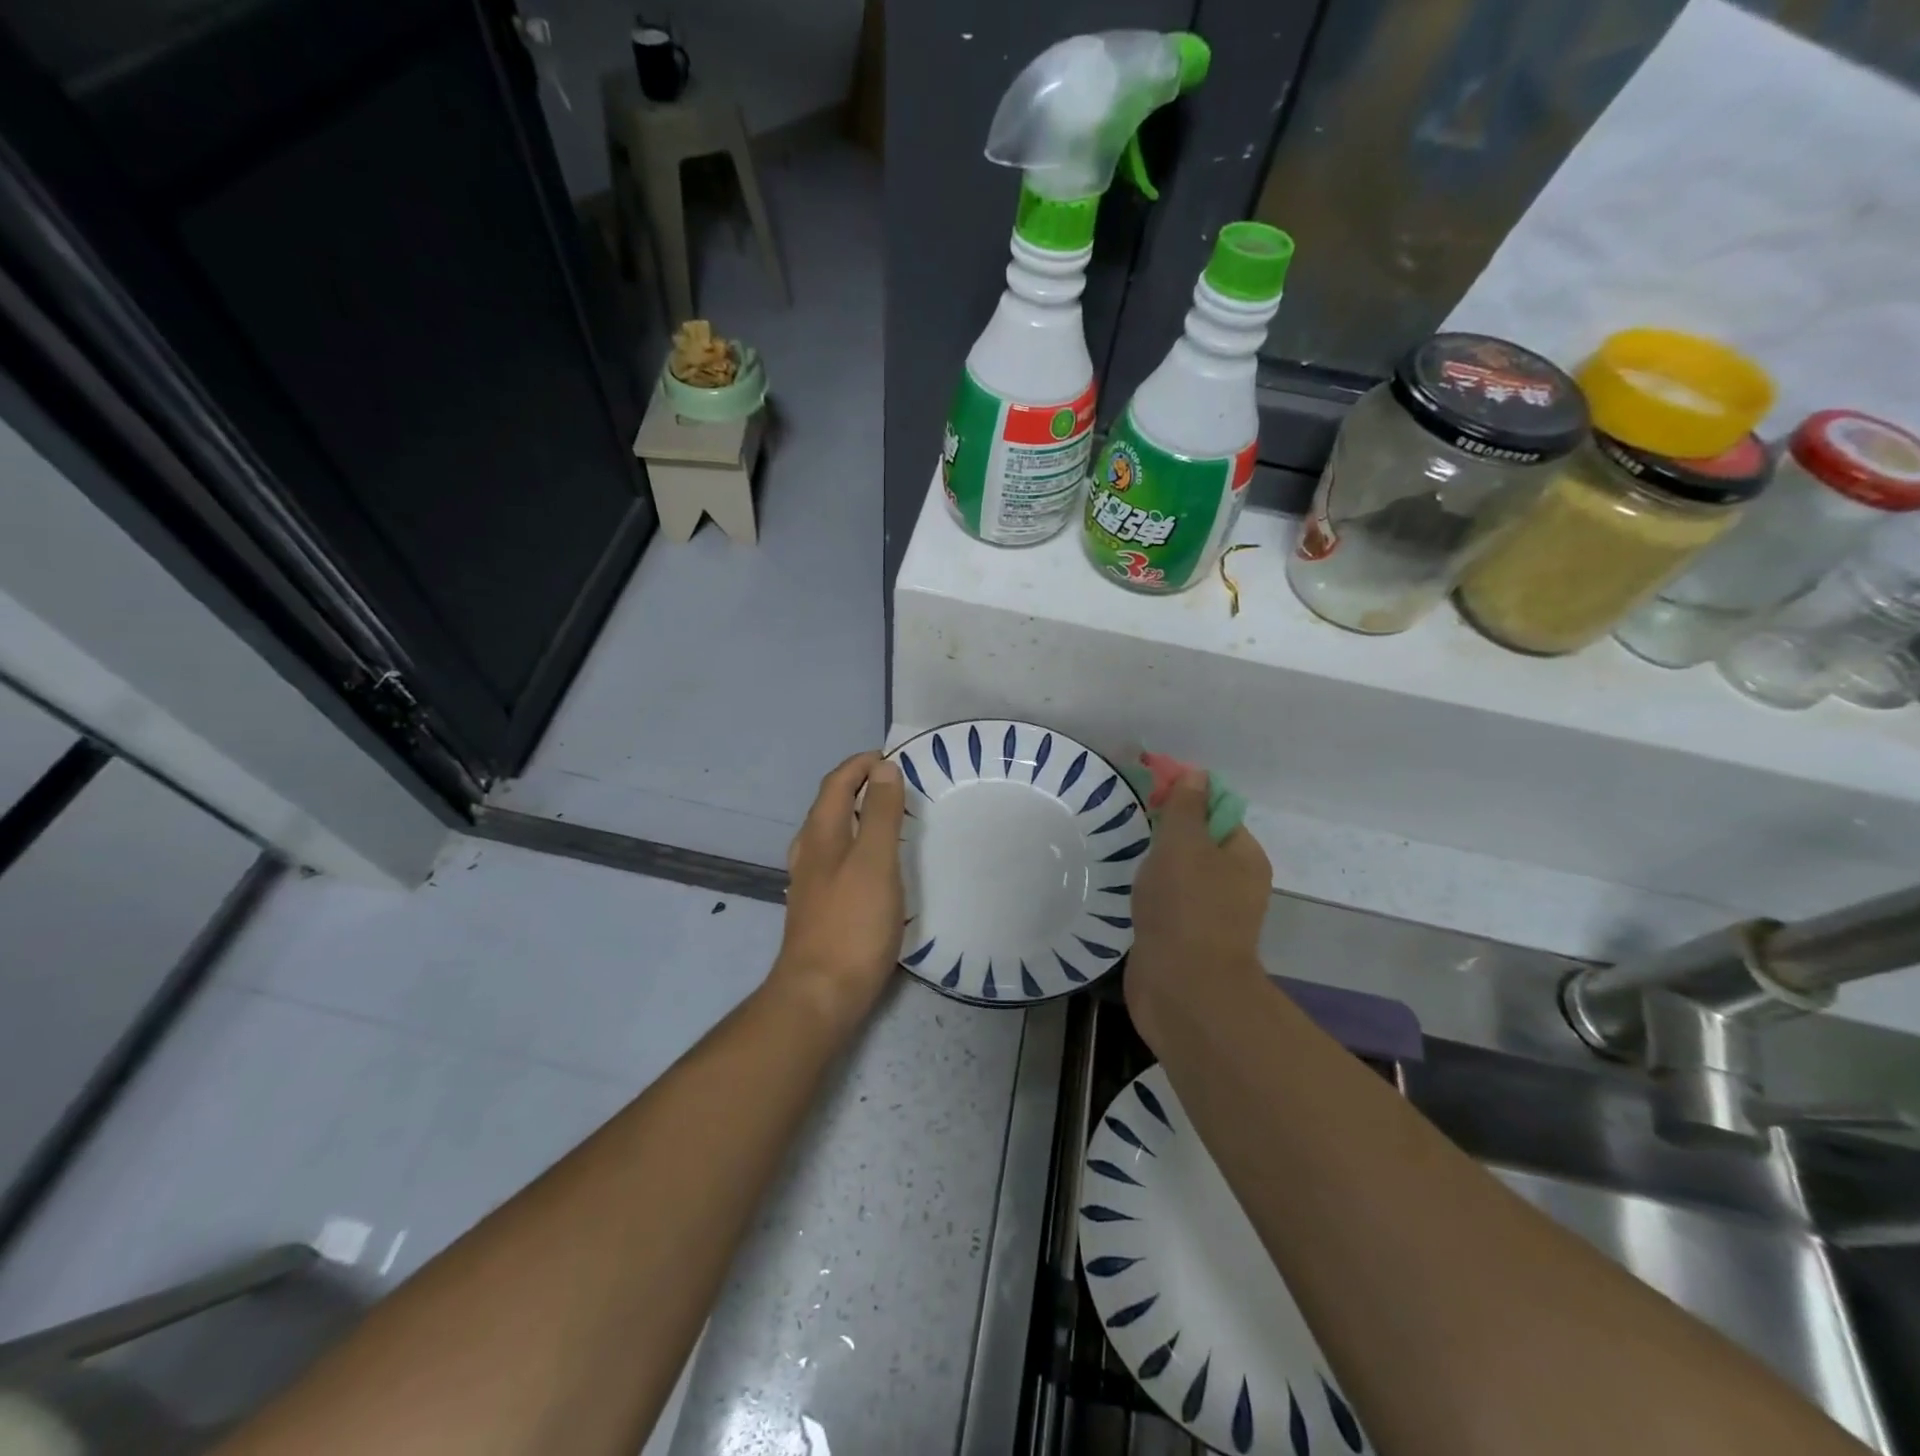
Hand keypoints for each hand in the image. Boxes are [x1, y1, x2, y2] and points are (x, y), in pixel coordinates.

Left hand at [771, 751, 906, 1029]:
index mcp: (821, 834)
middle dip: (860, 786)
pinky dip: (857, 844)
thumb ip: (881, 814)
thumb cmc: (852, 924)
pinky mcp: (818, 906)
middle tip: (897, 785)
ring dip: (858, 815)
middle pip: (831, 804)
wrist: (820, 993)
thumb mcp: (875, 862)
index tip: (894, 759)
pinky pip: (837, 858)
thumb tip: (883, 770)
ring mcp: (810, 881)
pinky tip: (874, 864)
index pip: (837, 782)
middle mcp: (809, 851)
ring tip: (890, 817)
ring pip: (833, 832)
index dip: (861, 764)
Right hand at [1125, 768, 1272, 1049]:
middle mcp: (1235, 885)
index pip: (1218, 813)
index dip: (1186, 799)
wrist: (1182, 988)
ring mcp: (1211, 916)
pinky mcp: (1186, 941)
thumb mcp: (1183, 843)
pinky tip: (1128, 895)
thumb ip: (1186, 807)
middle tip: (1133, 828)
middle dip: (1166, 835)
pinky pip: (1167, 905)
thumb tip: (1196, 774)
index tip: (1149, 796)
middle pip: (1199, 844)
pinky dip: (1150, 897)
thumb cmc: (1186, 906)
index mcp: (1244, 857)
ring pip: (1181, 877)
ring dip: (1155, 868)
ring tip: (1125, 858)